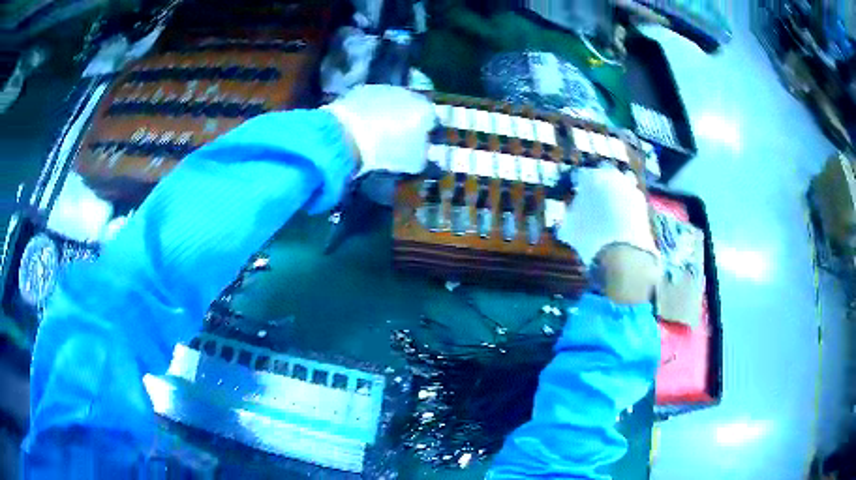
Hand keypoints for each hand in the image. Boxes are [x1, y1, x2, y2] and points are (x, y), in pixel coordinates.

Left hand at [323, 85, 435, 176]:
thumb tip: (424, 151)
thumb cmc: (387, 151)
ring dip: (387, 113)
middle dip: (406, 119)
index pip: (432, 120)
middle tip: (397, 137)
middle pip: (412, 107)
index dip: (425, 133)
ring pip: (391, 101)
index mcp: (426, 109)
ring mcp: (384, 88)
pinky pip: (371, 100)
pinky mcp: (362, 89)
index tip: (417, 144)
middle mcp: (409, 93)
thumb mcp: (414, 162)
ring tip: (376, 131)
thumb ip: (424, 154)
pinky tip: (361, 124)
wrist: (347, 136)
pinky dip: (369, 110)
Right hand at [556, 166, 658, 302]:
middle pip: (604, 176)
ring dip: (615, 196)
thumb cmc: (590, 236)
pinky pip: (631, 202)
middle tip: (592, 201)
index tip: (574, 194)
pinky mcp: (644, 206)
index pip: (581, 174)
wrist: (624, 253)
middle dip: (599, 186)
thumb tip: (571, 214)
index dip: (577, 185)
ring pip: (620, 188)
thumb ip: (570, 214)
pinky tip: (620, 223)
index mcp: (592, 176)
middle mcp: (614, 176)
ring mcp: (632, 190)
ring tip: (608, 214)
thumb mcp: (570, 227)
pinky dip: (626, 209)